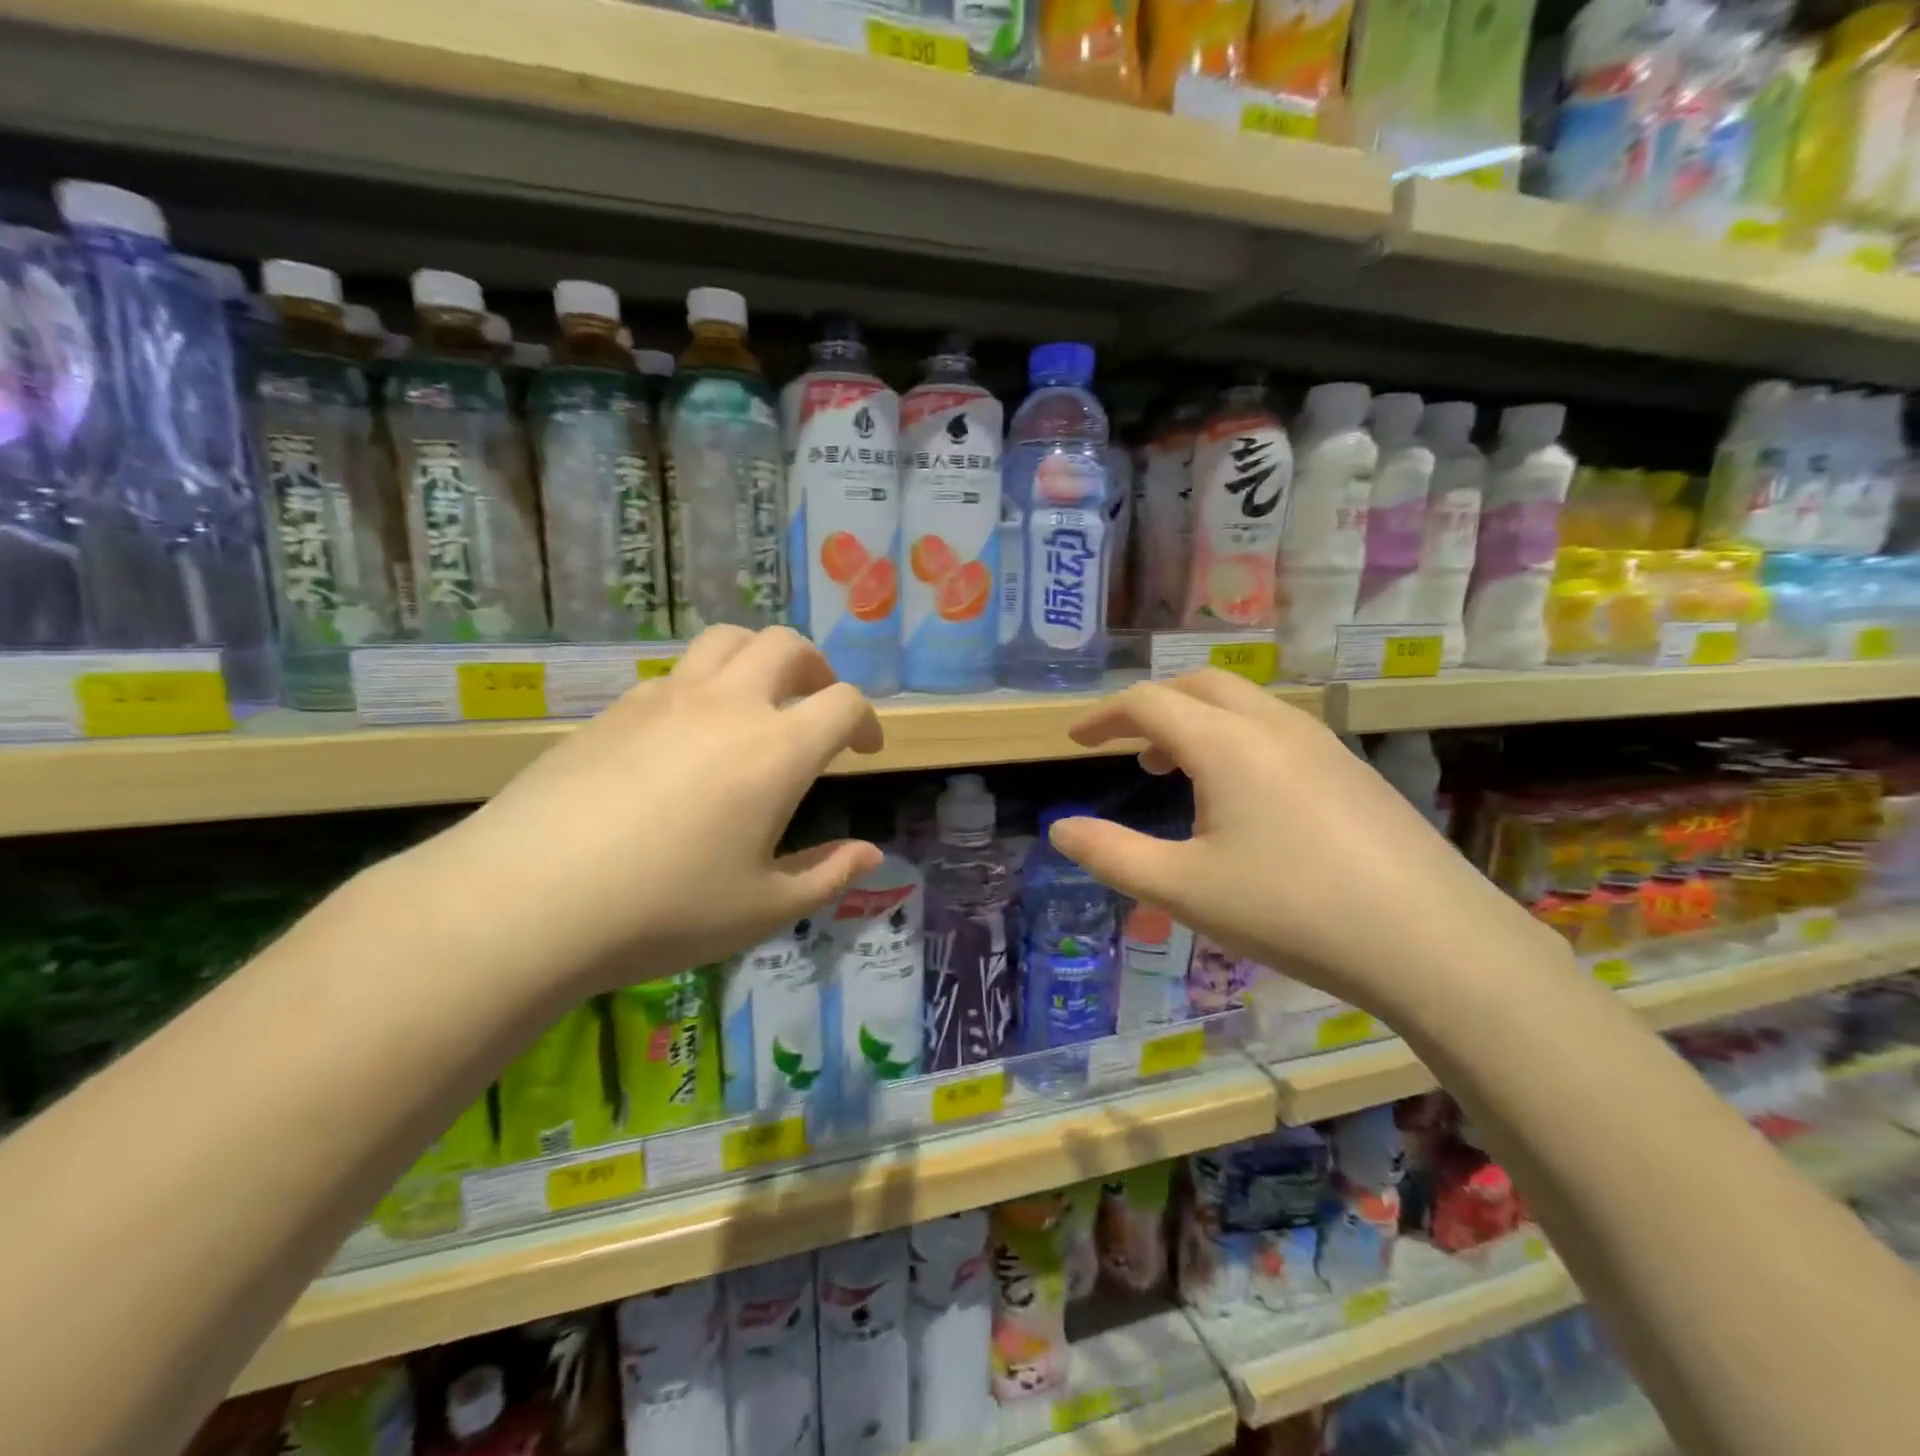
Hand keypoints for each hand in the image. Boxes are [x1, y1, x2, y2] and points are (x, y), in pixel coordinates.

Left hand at [409, 627, 884, 993]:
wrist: (527, 901)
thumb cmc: (664, 910)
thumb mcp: (763, 910)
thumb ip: (827, 876)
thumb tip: (872, 854)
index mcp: (776, 750)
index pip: (843, 702)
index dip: (866, 721)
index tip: (865, 751)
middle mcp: (727, 706)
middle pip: (786, 645)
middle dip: (816, 668)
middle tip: (817, 705)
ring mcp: (665, 699)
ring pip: (726, 641)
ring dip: (758, 658)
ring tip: (758, 700)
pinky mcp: (615, 709)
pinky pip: (675, 673)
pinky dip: (703, 685)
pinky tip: (687, 737)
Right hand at [1048, 670, 1556, 1018]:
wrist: (1432, 941)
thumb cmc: (1292, 910)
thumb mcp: (1183, 889)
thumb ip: (1112, 855)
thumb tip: (1060, 829)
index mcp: (1225, 743)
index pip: (1147, 703)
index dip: (1103, 717)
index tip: (1075, 740)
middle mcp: (1273, 726)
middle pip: (1198, 686)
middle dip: (1152, 706)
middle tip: (1125, 748)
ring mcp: (1322, 743)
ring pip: (1242, 705)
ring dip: (1196, 722)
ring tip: (1175, 772)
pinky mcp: (1352, 770)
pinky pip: (1276, 730)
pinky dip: (1235, 740)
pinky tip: (1243, 798)